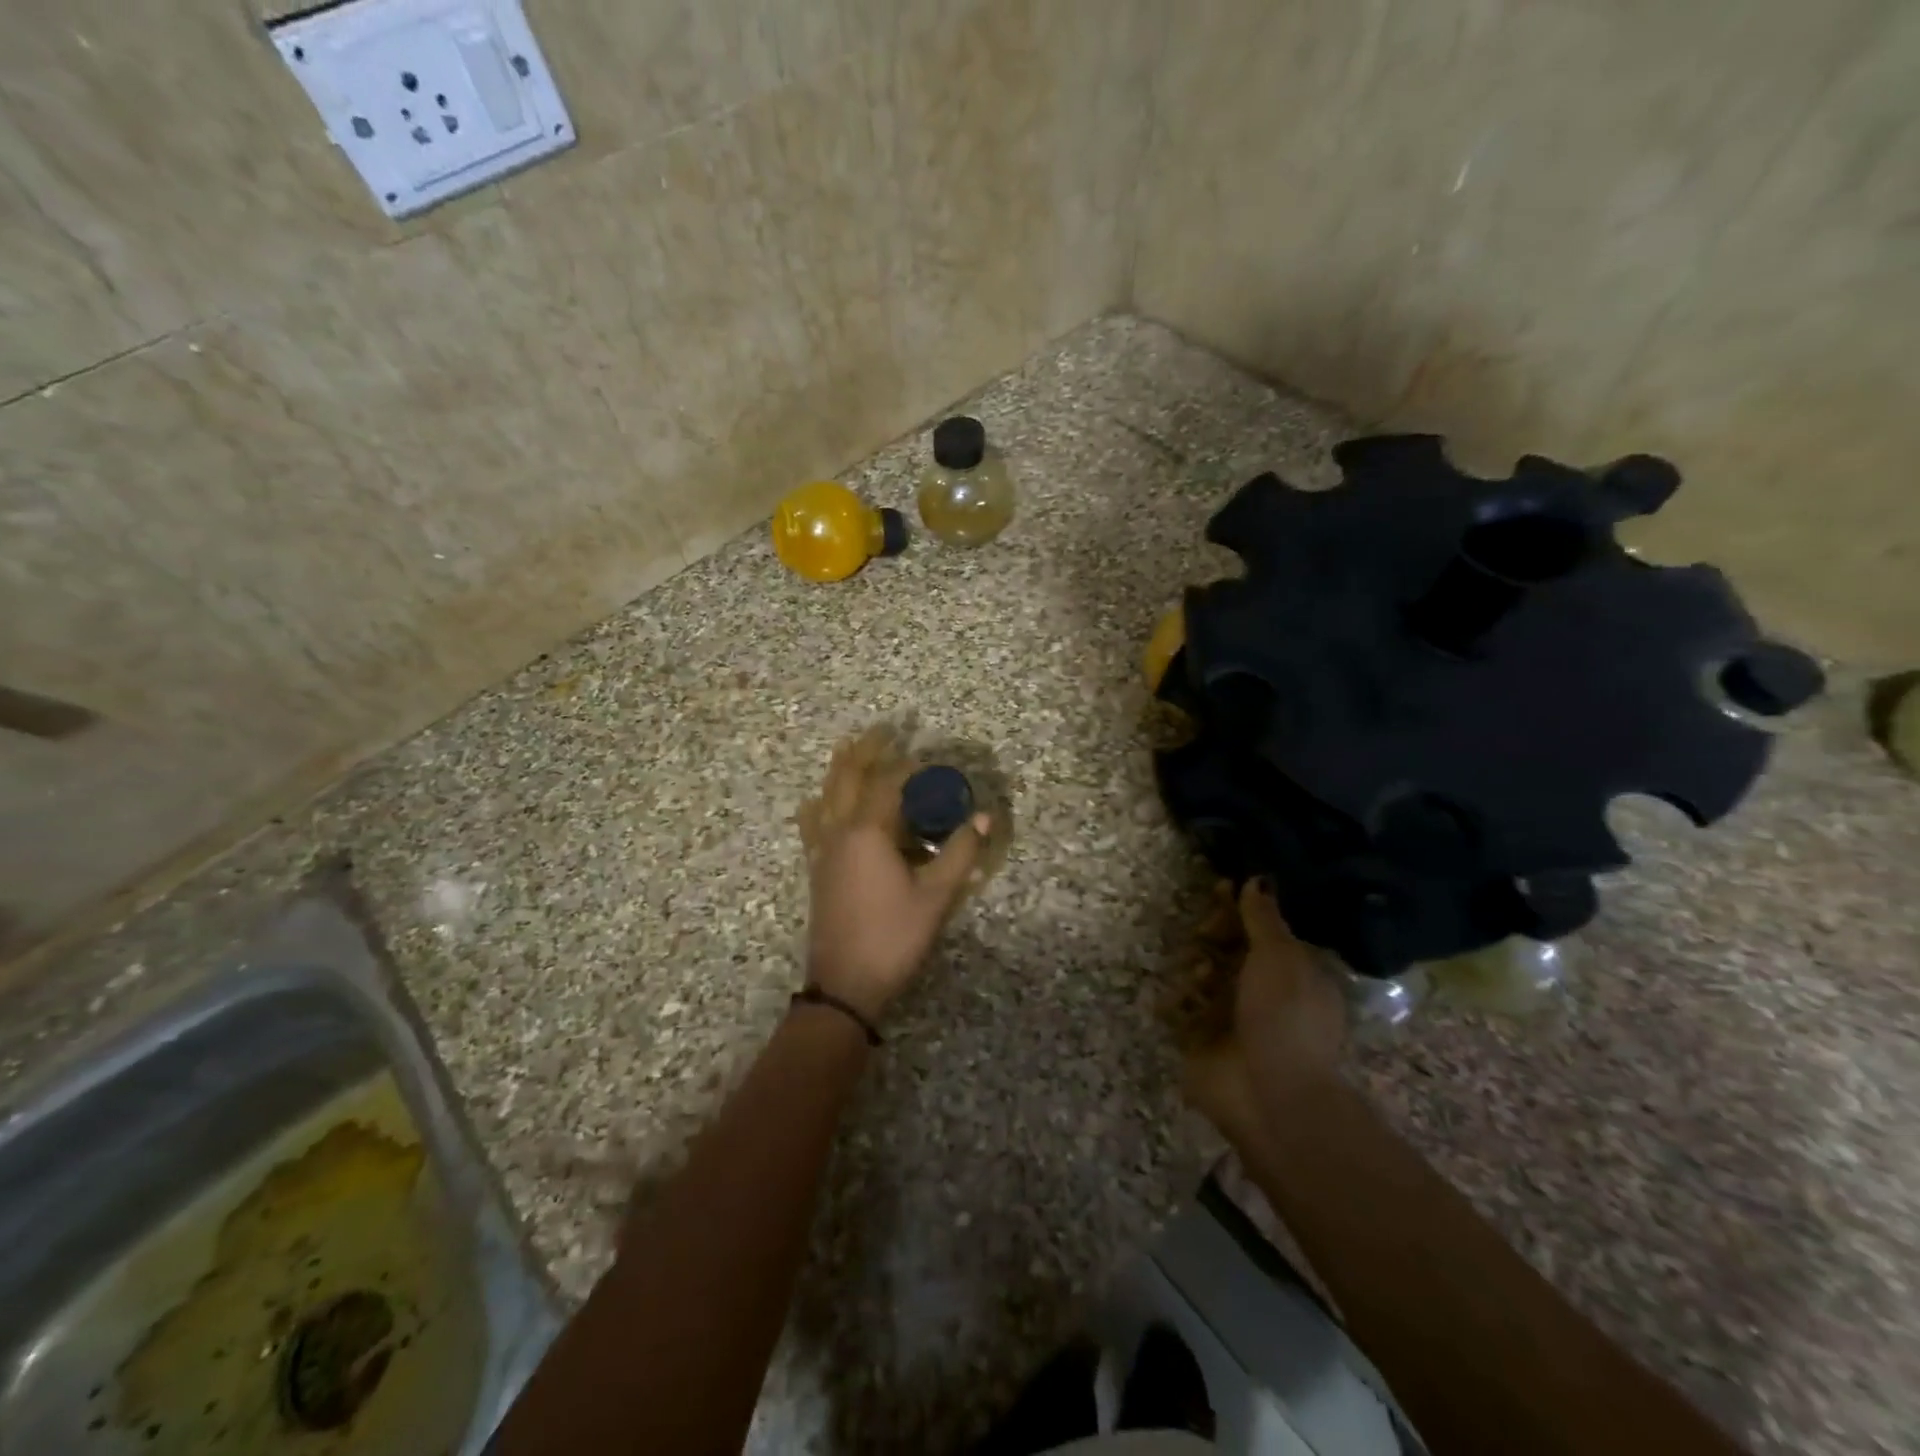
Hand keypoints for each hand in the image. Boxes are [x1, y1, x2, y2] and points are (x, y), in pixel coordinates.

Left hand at [795, 726, 988, 1021]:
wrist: (844, 985)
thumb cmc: (893, 936)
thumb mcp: (936, 896)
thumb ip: (960, 852)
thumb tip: (984, 816)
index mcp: (868, 832)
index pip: (889, 783)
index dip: (909, 765)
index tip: (929, 754)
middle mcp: (840, 831)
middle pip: (848, 778)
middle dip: (866, 751)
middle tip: (884, 729)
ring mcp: (823, 850)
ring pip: (827, 796)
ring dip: (841, 769)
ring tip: (850, 748)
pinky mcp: (817, 869)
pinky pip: (813, 823)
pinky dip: (819, 803)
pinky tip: (816, 802)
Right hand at [1184, 880, 1347, 1144]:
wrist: (1271, 1095)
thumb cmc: (1285, 1017)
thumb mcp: (1280, 956)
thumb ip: (1263, 917)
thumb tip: (1258, 879)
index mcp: (1291, 972)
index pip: (1260, 928)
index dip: (1239, 908)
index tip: (1220, 888)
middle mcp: (1260, 992)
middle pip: (1226, 947)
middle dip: (1213, 935)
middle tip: (1206, 936)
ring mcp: (1229, 1017)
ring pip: (1200, 973)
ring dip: (1195, 968)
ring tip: (1200, 981)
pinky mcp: (1200, 1039)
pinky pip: (1179, 1008)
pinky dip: (1177, 1002)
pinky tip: (1181, 1003)